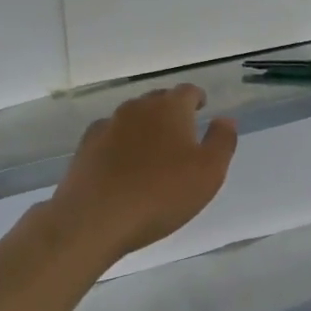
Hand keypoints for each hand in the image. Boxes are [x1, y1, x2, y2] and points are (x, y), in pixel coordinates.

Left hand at [47, 85, 236, 262]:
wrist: (95, 219)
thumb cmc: (162, 194)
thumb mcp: (210, 172)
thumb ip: (222, 141)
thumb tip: (224, 119)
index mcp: (170, 109)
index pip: (188, 91)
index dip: (198, 98)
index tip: (202, 109)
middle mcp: (137, 108)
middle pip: (158, 100)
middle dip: (171, 111)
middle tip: (182, 133)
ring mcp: (107, 126)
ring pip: (132, 118)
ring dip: (145, 127)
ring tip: (153, 151)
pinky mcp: (86, 147)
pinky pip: (110, 136)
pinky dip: (121, 144)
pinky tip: (123, 164)